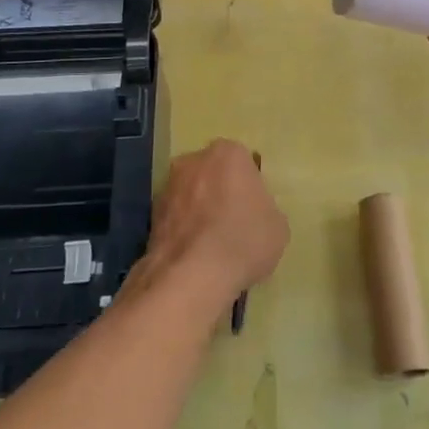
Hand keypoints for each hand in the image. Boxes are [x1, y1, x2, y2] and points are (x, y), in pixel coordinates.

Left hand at [143, 139, 288, 308]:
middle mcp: (193, 160)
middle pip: (212, 174)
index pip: (243, 163)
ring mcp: (167, 186)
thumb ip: (265, 210)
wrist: (192, 275)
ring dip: (198, 212)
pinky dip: (183, 231)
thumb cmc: (244, 240)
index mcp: (228, 153)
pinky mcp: (150, 215)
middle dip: (220, 193)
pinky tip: (194, 256)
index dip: (249, 188)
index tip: (253, 211)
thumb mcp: (278, 226)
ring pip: (190, 195)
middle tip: (233, 224)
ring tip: (211, 246)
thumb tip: (254, 216)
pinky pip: (175, 218)